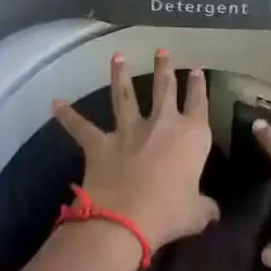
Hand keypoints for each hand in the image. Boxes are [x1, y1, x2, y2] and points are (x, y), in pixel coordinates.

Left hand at [53, 51, 220, 250]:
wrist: (125, 220)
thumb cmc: (169, 213)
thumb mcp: (195, 213)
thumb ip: (205, 208)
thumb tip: (214, 212)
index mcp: (191, 136)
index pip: (198, 103)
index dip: (199, 86)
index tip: (197, 70)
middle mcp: (161, 124)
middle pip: (164, 89)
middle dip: (164, 68)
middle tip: (162, 50)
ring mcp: (128, 130)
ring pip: (124, 95)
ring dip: (120, 75)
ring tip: (118, 56)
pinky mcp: (101, 143)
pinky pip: (81, 127)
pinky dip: (67, 115)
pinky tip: (56, 103)